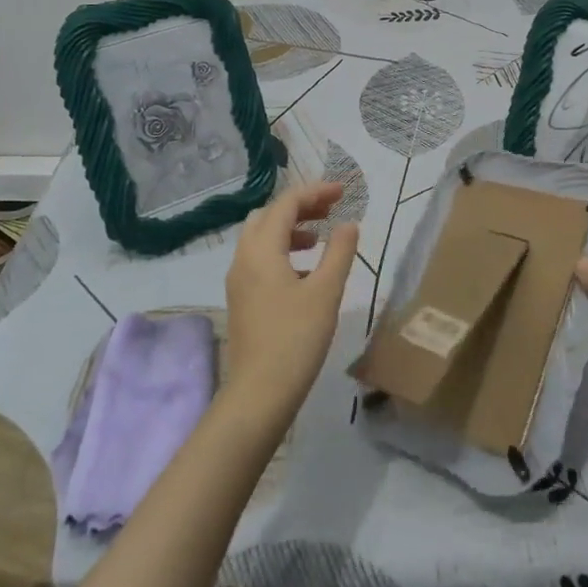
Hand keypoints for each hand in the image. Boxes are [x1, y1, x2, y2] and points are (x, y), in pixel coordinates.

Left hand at [221, 181, 358, 419]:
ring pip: (261, 239)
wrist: (259, 394)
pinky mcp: (242, 300)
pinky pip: (260, 260)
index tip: (343, 192)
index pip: (286, 204)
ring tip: (320, 238)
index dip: (315, 192)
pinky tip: (306, 272)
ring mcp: (239, 281)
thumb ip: (339, 252)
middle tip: (330, 209)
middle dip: (300, 207)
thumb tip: (348, 224)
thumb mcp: (326, 292)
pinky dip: (283, 252)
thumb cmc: (296, 339)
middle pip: (268, 216)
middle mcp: (244, 259)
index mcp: (261, 250)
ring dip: (290, 229)